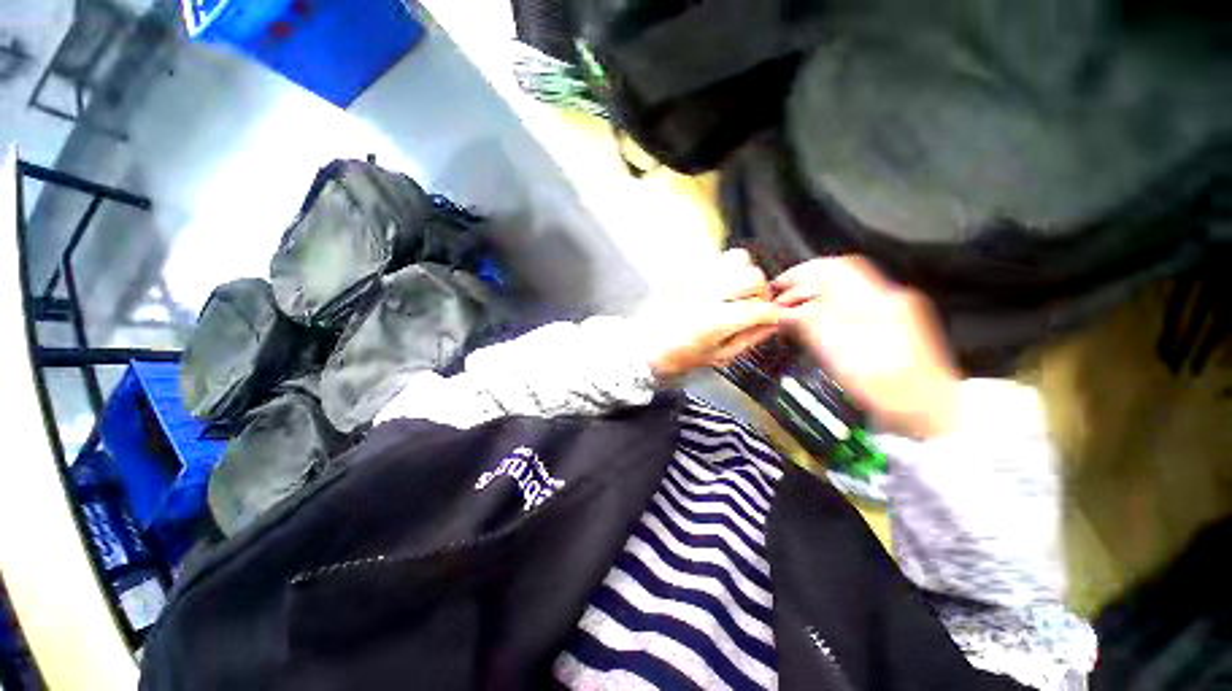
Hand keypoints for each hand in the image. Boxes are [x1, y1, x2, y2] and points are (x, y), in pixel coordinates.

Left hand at [641, 249, 780, 379]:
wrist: (644, 344)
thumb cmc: (678, 355)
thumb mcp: (718, 356)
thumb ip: (749, 339)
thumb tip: (771, 324)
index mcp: (715, 321)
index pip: (761, 308)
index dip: (771, 314)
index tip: (768, 317)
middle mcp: (706, 295)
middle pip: (753, 277)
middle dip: (760, 290)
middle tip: (752, 302)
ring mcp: (693, 278)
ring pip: (736, 258)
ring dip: (742, 272)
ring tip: (733, 287)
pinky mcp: (681, 268)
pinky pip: (711, 252)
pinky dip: (721, 262)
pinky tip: (715, 280)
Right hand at [773, 256, 959, 438]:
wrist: (929, 413)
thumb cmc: (888, 389)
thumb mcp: (841, 355)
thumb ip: (810, 325)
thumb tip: (784, 311)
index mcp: (878, 301)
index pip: (834, 269)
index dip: (801, 273)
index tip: (777, 285)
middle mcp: (886, 299)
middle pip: (836, 280)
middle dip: (802, 289)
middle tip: (777, 305)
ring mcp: (890, 312)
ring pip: (841, 295)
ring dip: (812, 302)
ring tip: (788, 317)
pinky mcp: (889, 327)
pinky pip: (849, 309)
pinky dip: (824, 313)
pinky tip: (812, 327)